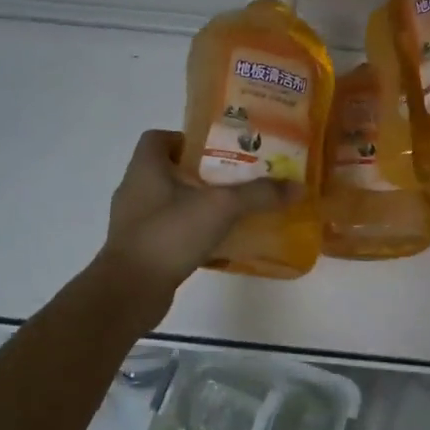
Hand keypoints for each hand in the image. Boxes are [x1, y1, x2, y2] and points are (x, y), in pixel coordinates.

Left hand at [98, 129, 295, 291]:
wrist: (130, 291)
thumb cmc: (169, 235)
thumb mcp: (220, 208)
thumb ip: (258, 194)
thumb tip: (298, 187)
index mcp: (145, 167)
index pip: (159, 138)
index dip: (187, 138)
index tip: (218, 150)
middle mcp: (135, 189)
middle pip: (169, 170)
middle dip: (202, 173)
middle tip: (237, 179)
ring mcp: (135, 222)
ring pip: (170, 202)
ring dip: (198, 204)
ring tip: (232, 211)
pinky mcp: (141, 249)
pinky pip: (171, 231)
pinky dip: (192, 232)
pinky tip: (219, 243)